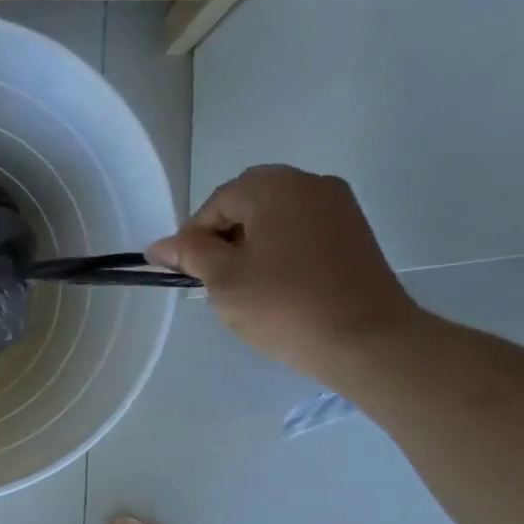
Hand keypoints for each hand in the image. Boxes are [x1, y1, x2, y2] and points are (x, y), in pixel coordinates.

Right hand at [147, 165, 421, 383]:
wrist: (365, 340)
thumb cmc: (284, 305)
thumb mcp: (223, 280)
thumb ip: (189, 254)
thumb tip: (158, 246)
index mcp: (275, 186)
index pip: (216, 203)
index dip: (193, 238)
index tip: (185, 274)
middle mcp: (311, 184)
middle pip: (247, 204)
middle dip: (223, 238)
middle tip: (212, 280)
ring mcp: (339, 208)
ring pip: (275, 218)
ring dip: (250, 245)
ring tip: (244, 288)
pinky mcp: (354, 234)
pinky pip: (301, 232)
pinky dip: (279, 252)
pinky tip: (275, 287)